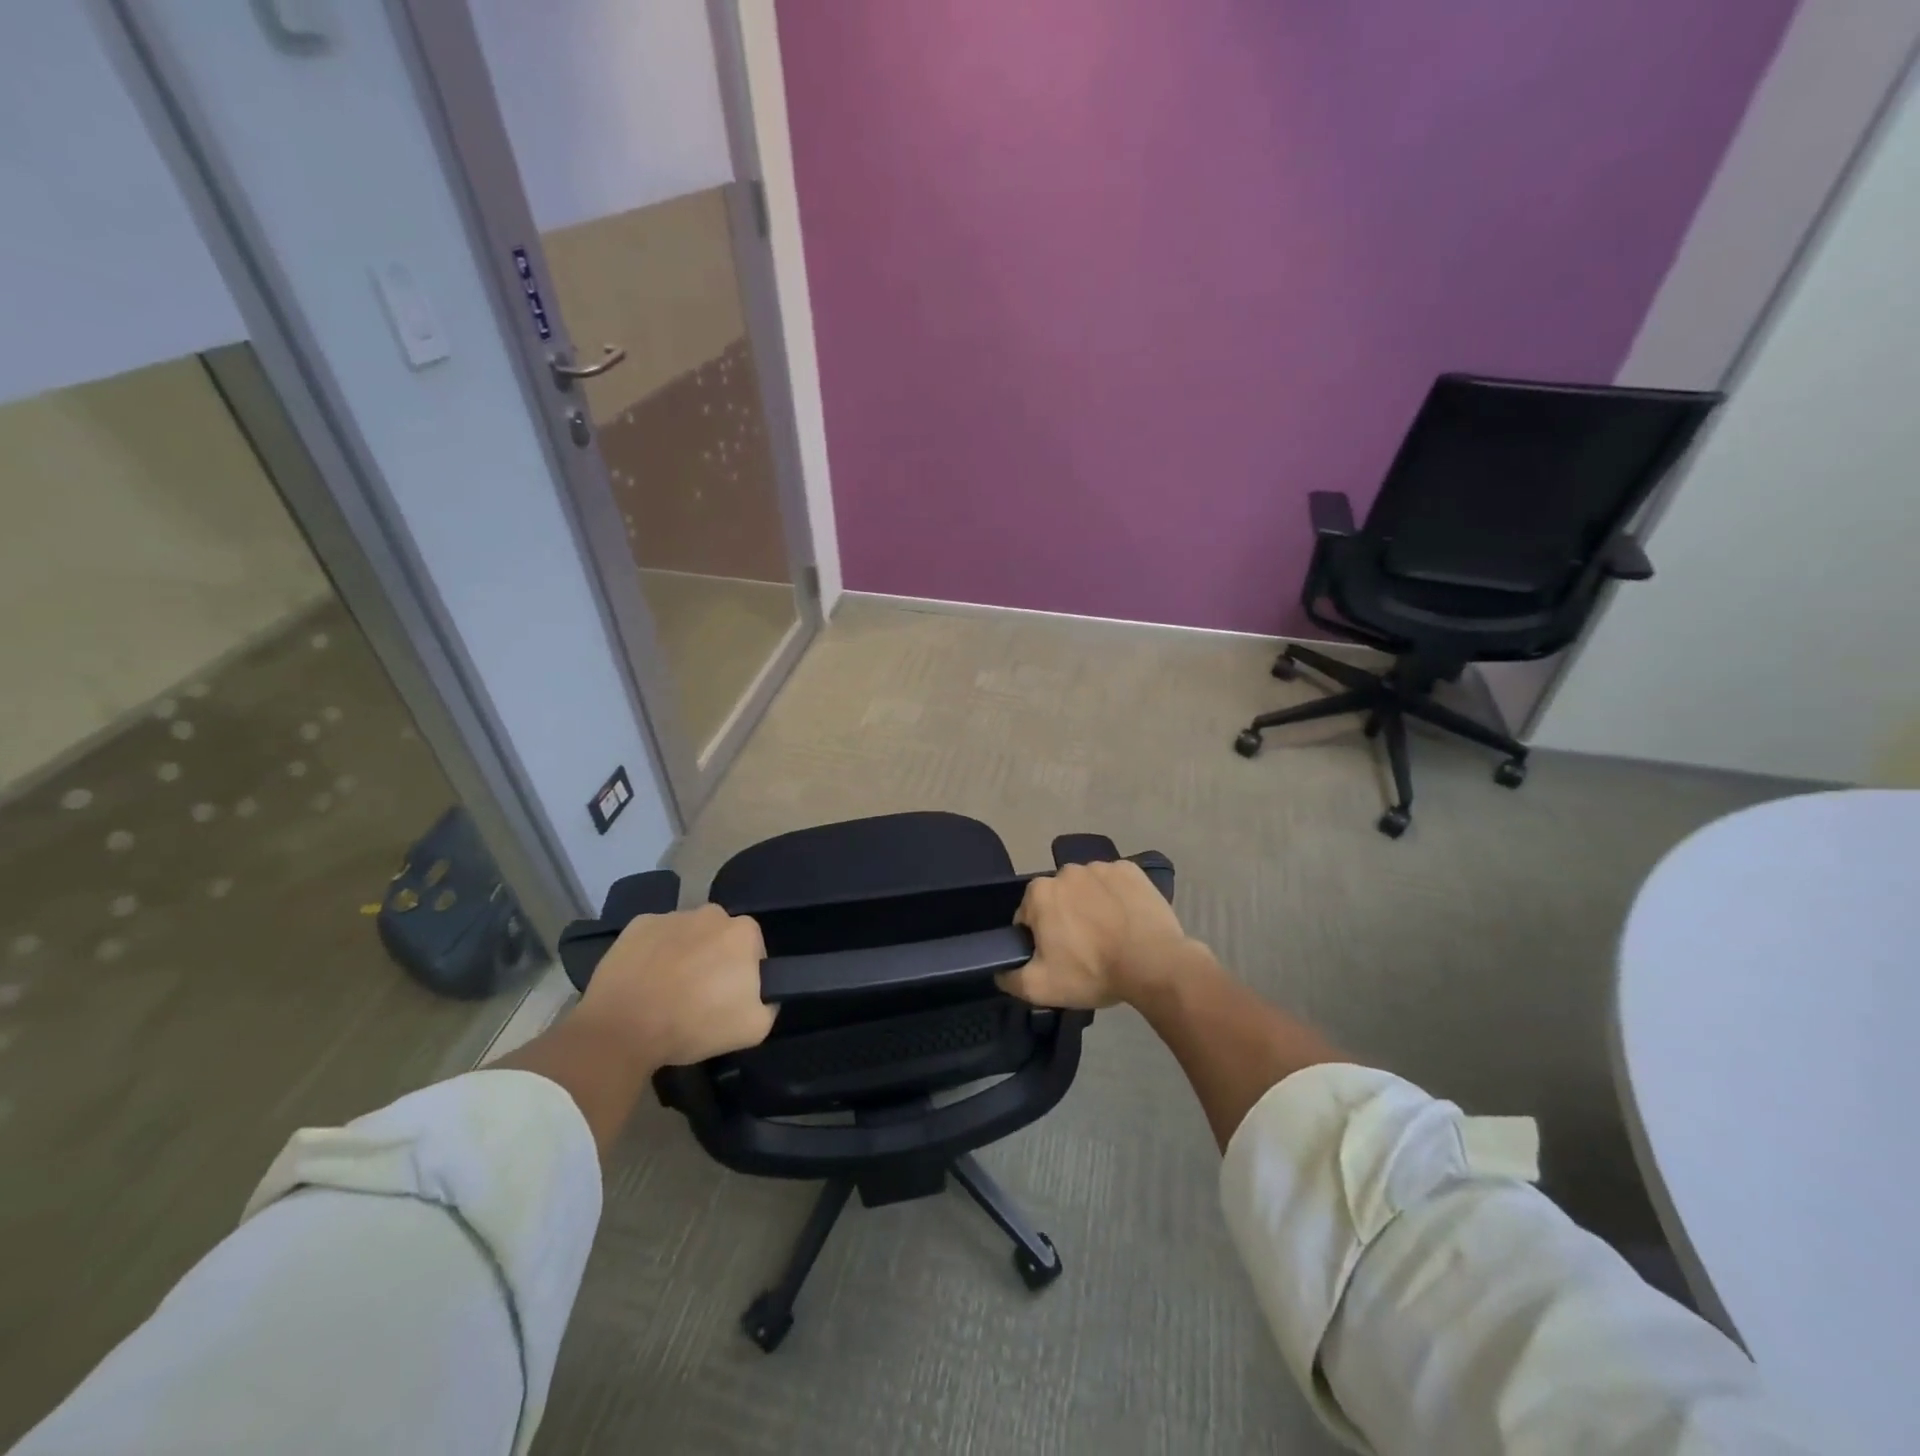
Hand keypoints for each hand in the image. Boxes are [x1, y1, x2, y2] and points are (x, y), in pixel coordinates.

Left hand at [575, 904, 774, 1067]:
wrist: (623, 1029)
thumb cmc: (694, 1024)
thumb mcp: (754, 1028)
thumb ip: (770, 1003)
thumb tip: (762, 993)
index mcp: (744, 932)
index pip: (753, 951)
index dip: (743, 976)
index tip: (728, 999)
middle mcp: (712, 913)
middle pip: (720, 938)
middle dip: (714, 960)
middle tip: (699, 996)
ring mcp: (672, 915)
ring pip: (688, 935)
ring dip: (684, 955)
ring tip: (667, 992)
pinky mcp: (637, 924)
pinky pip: (655, 937)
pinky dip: (654, 954)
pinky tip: (644, 982)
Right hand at [997, 860, 1193, 1009]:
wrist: (1153, 964)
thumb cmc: (1092, 972)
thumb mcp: (1040, 987)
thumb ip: (1009, 977)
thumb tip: (999, 969)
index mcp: (1040, 892)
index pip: (1028, 916)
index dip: (1039, 939)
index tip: (1057, 958)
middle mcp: (1067, 870)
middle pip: (1058, 899)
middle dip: (1065, 919)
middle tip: (1084, 950)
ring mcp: (1102, 867)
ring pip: (1087, 889)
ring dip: (1091, 906)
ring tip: (1110, 937)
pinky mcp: (1132, 870)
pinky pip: (1116, 883)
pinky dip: (1117, 897)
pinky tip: (1128, 921)